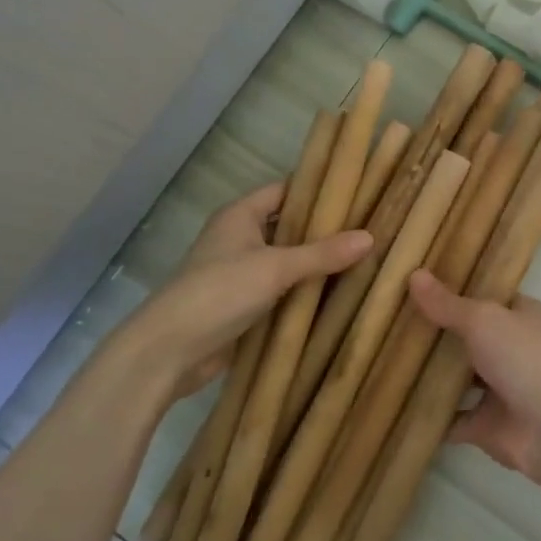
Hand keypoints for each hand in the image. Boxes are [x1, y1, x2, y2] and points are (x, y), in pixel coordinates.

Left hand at [134, 182, 370, 399]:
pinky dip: (306, 292)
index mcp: (241, 216)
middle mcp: (240, 238)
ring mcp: (242, 274)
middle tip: (370, 228)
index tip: (358, 192)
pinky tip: (340, 295)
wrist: (169, 351)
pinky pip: (283, 291)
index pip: (285, 190)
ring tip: (366, 259)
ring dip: (318, 264)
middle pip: (289, 227)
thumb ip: (322, 254)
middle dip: (325, 230)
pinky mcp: (245, 305)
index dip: (318, 189)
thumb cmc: (219, 293)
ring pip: (288, 261)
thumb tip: (370, 237)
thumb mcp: (275, 268)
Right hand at [407, 269, 540, 484]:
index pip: (487, 297)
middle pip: (468, 338)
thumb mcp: (484, 320)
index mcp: (522, 317)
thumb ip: (448, 304)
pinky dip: (430, 416)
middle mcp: (513, 350)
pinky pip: (452, 420)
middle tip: (389, 320)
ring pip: (458, 380)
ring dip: (430, 375)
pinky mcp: (487, 426)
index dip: (456, 291)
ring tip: (384, 359)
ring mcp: (500, 391)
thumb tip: (414, 274)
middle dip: (436, 334)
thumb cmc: (526, 359)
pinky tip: (397, 404)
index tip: (417, 284)